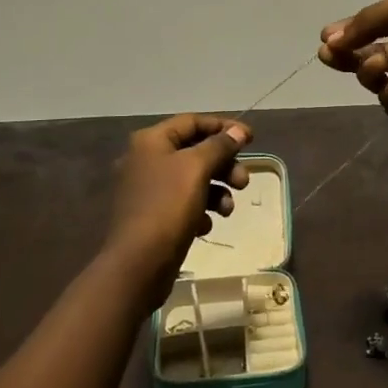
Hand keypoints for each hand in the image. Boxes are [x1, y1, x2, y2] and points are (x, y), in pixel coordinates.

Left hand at [105, 115, 250, 289]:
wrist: (137, 265)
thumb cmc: (167, 207)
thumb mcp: (197, 169)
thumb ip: (219, 146)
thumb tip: (237, 130)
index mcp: (151, 141)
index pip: (193, 121)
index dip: (223, 127)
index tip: (250, 139)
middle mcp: (145, 160)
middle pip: (194, 151)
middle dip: (223, 165)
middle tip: (244, 182)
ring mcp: (147, 190)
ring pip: (192, 180)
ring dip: (216, 191)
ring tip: (228, 209)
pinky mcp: (152, 217)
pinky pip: (183, 204)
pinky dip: (199, 211)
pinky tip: (205, 227)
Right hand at [318, 0, 387, 128]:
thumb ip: (370, 19)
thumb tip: (332, 38)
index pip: (378, 26)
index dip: (352, 31)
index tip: (328, 37)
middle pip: (372, 54)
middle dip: (347, 54)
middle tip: (327, 55)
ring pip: (379, 80)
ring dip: (370, 71)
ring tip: (377, 67)